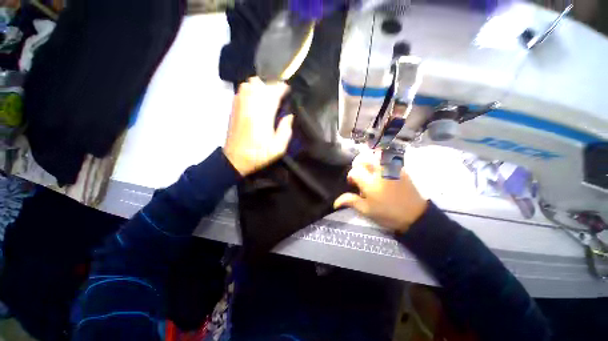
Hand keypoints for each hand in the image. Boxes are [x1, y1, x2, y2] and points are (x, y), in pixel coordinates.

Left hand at [223, 77, 293, 175]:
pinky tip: (256, 98)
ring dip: (261, 86)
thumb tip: (289, 116)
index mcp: (263, 116)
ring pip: (249, 84)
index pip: (273, 93)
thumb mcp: (278, 148)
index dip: (282, 88)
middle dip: (272, 86)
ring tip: (268, 95)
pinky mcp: (234, 108)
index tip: (288, 90)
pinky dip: (251, 89)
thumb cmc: (258, 155)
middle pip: (261, 84)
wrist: (234, 160)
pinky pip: (241, 90)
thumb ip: (286, 131)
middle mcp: (250, 107)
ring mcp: (240, 106)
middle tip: (280, 94)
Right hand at [334, 150, 427, 232]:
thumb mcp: (367, 210)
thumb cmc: (388, 214)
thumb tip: (335, 202)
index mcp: (370, 183)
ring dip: (369, 158)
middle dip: (358, 163)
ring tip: (369, 167)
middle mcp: (380, 172)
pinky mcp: (400, 168)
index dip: (351, 176)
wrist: (415, 215)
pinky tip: (380, 167)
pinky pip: (388, 156)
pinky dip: (381, 158)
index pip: (355, 172)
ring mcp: (391, 168)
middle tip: (359, 172)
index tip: (352, 183)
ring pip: (376, 154)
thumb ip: (351, 201)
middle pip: (364, 158)